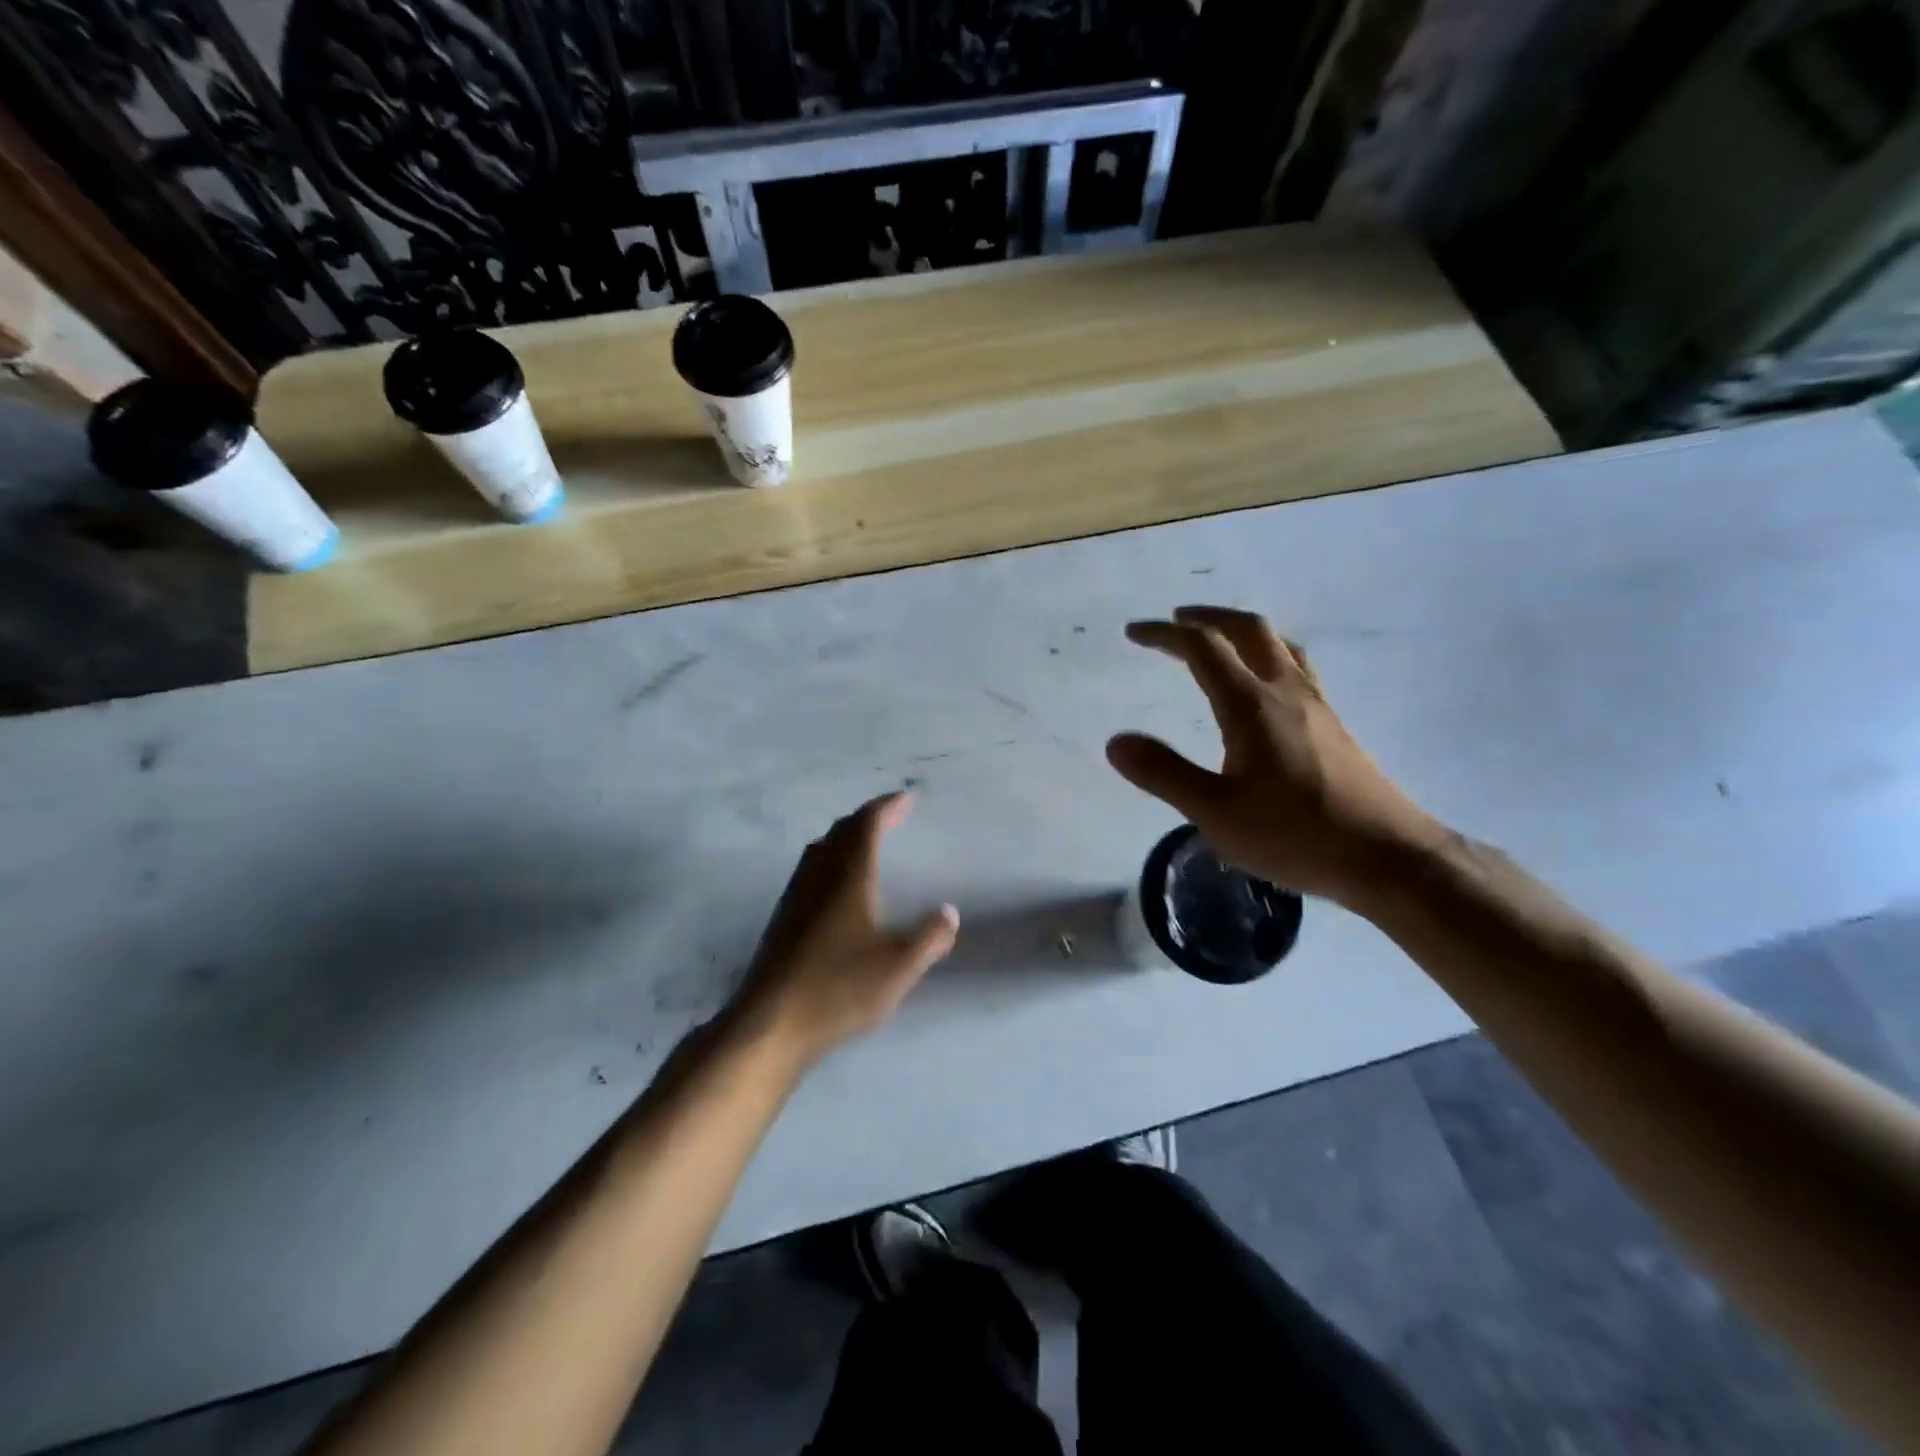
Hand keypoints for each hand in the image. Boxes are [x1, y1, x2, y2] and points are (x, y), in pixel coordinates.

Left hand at [734, 792, 958, 1065]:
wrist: (769, 1024)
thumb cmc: (839, 988)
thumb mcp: (898, 966)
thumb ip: (929, 937)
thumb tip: (949, 912)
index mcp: (848, 876)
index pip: (867, 825)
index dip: (887, 807)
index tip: (906, 797)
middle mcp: (819, 877)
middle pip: (841, 831)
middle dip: (867, 818)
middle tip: (891, 816)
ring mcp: (795, 897)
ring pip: (820, 850)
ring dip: (845, 837)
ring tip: (865, 843)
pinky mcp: (782, 920)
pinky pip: (810, 871)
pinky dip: (831, 860)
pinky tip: (836, 887)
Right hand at [1107, 605, 1446, 905]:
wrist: (1388, 857)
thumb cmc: (1296, 835)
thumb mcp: (1216, 813)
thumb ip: (1164, 774)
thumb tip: (1115, 742)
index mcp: (1251, 706)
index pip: (1202, 648)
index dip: (1165, 634)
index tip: (1135, 632)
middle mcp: (1286, 693)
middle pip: (1247, 630)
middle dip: (1207, 618)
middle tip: (1176, 620)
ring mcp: (1317, 706)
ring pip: (1279, 645)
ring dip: (1241, 632)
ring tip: (1218, 641)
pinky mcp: (1334, 726)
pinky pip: (1297, 668)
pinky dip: (1268, 656)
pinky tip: (1265, 687)